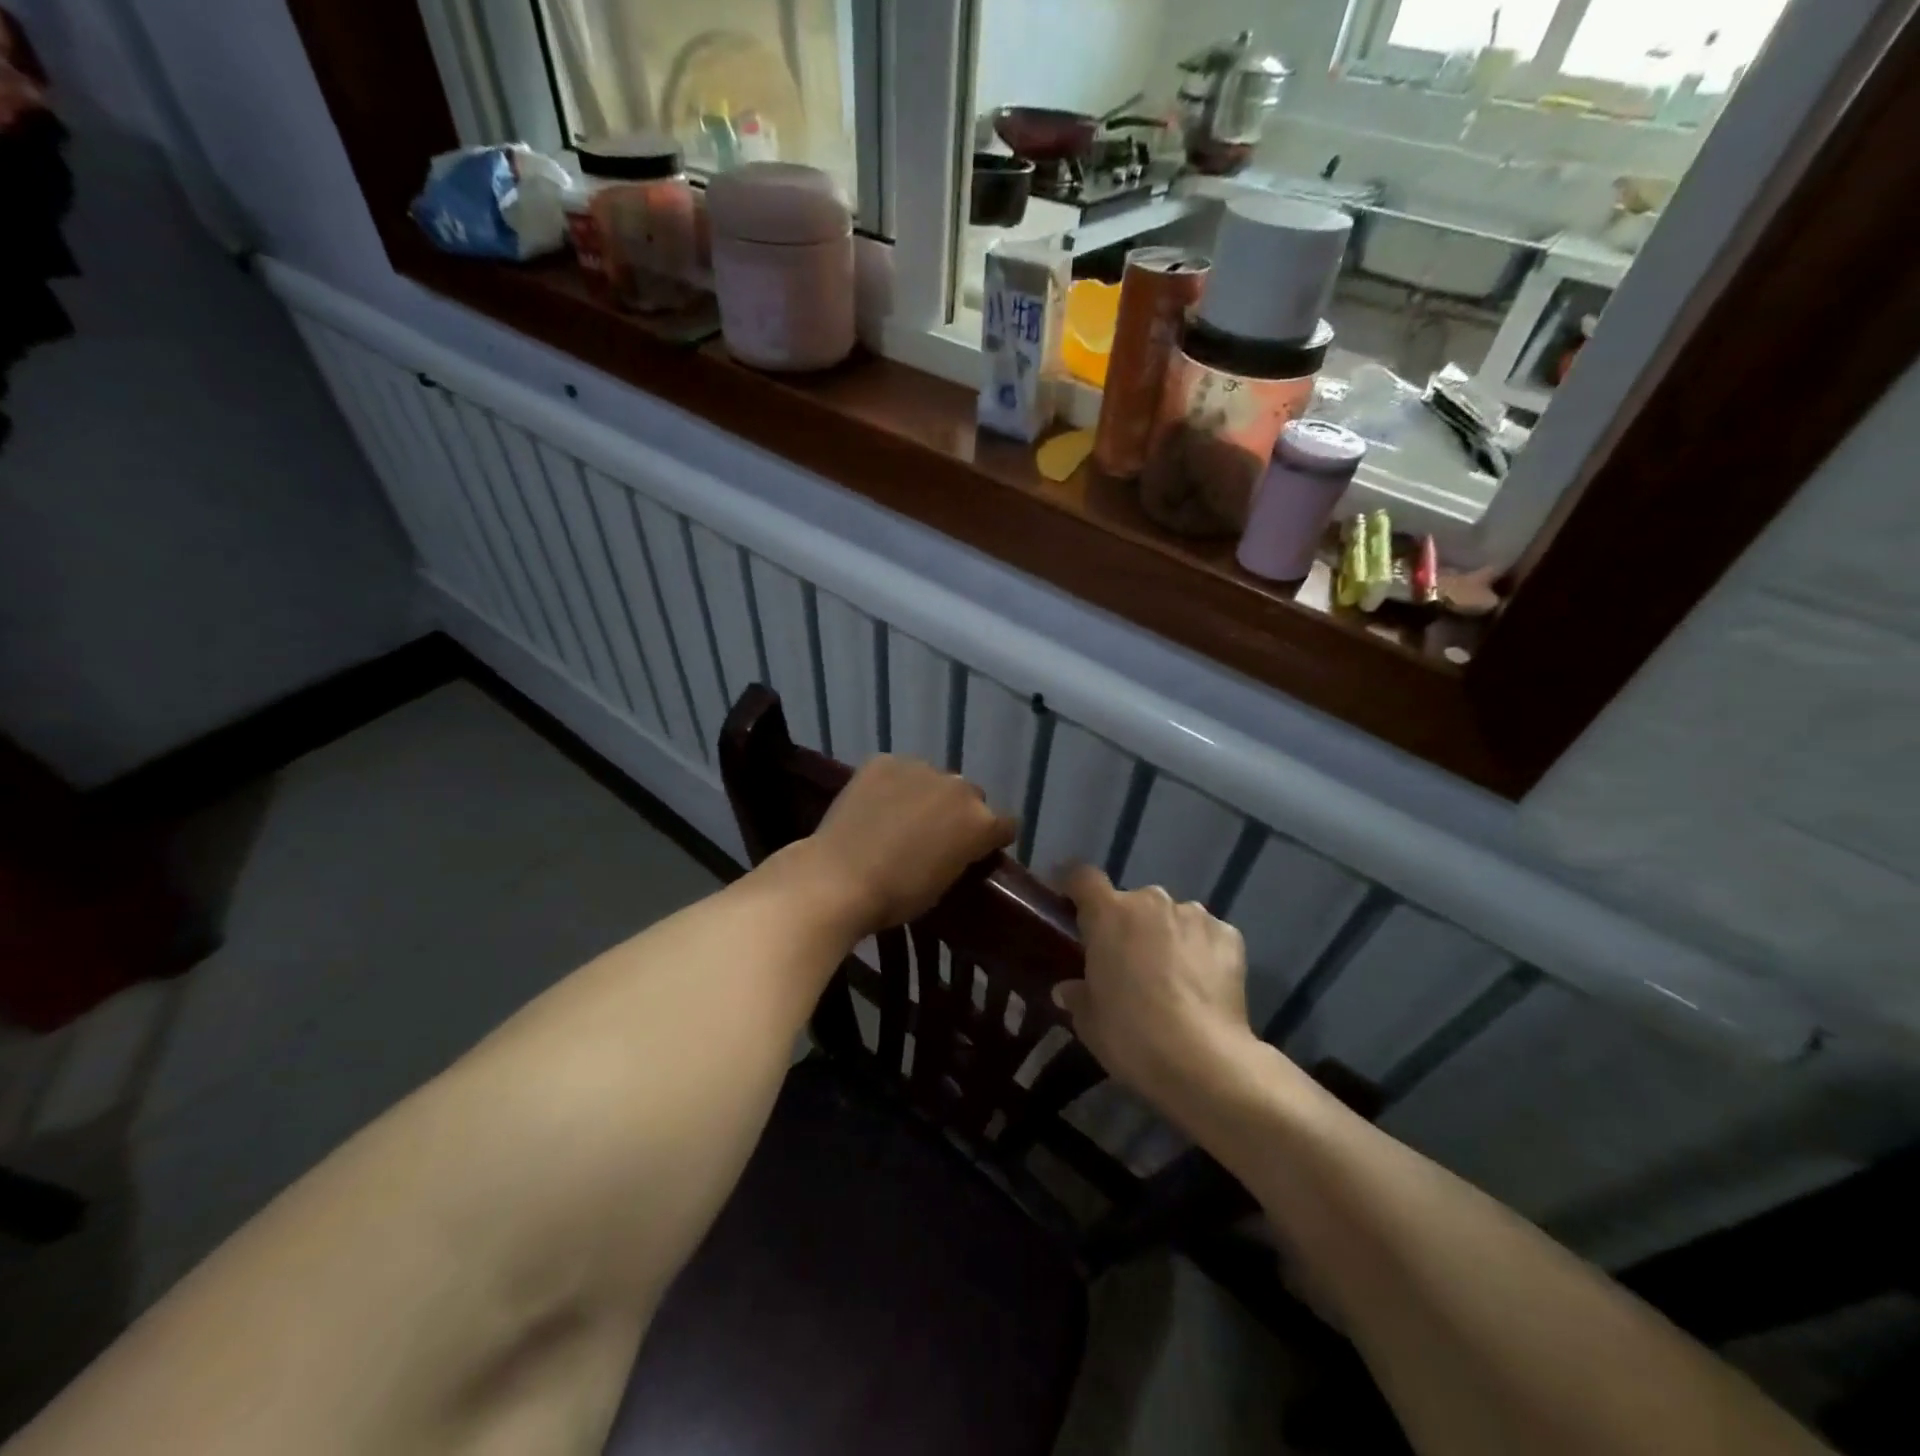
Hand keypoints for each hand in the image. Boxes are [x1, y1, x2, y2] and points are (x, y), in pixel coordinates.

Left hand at [802, 755, 1015, 935]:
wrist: (839, 878)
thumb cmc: (897, 896)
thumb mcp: (944, 884)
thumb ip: (960, 856)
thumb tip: (956, 847)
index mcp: (981, 822)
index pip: (1005, 824)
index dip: (992, 838)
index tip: (977, 850)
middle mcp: (958, 788)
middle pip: (970, 796)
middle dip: (958, 812)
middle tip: (933, 834)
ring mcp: (920, 769)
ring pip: (933, 779)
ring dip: (924, 794)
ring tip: (898, 817)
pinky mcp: (884, 761)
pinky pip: (897, 771)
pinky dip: (891, 784)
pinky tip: (873, 805)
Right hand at [1053, 865, 1256, 1108]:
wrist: (1203, 1060)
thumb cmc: (1131, 1035)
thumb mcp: (1089, 1021)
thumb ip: (1077, 995)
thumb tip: (1068, 989)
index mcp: (1108, 914)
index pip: (1083, 877)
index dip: (1074, 886)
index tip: (1071, 904)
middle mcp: (1151, 902)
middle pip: (1132, 902)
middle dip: (1128, 924)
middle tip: (1127, 962)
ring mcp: (1194, 915)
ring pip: (1172, 917)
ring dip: (1166, 936)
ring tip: (1171, 976)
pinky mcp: (1229, 936)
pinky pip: (1207, 935)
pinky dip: (1202, 951)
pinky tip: (1203, 985)